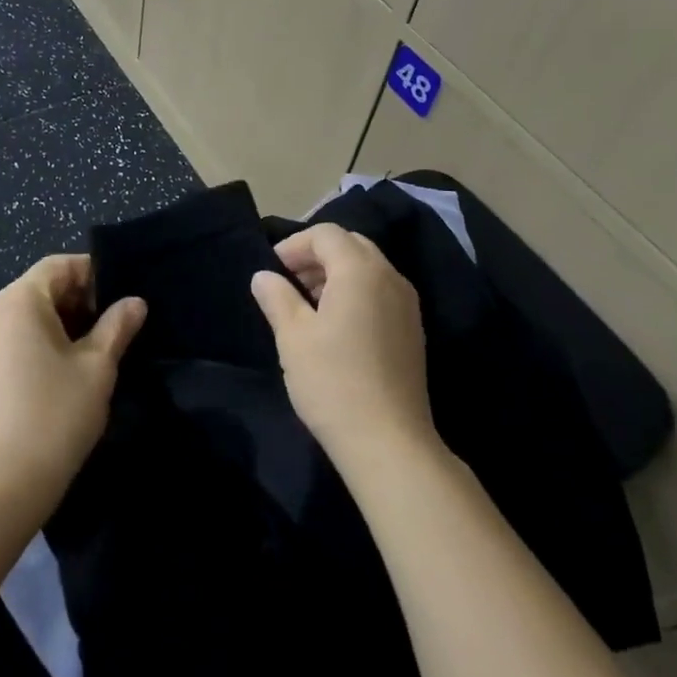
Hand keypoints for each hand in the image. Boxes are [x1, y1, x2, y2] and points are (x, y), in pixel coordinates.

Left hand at [0, 255, 145, 526]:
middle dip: (79, 300)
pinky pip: (12, 337)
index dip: (94, 274)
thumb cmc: (54, 416)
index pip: (59, 266)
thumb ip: (117, 326)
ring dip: (61, 323)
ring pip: (26, 314)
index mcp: (17, 300)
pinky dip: (39, 341)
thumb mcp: (96, 367)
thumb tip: (134, 302)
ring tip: (94, 350)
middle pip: (41, 287)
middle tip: (114, 326)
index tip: (122, 299)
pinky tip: (64, 370)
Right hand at [251, 224, 437, 478]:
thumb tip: (263, 276)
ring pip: (368, 268)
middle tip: (289, 282)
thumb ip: (277, 297)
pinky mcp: (412, 329)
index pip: (326, 234)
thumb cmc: (333, 381)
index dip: (295, 245)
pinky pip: (381, 291)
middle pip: (351, 245)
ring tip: (307, 305)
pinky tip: (335, 326)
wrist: (389, 442)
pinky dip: (356, 292)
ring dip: (336, 274)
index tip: (273, 270)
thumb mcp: (293, 337)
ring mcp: (407, 303)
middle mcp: (390, 276)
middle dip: (317, 255)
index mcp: (360, 270)